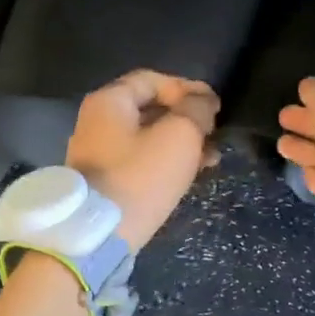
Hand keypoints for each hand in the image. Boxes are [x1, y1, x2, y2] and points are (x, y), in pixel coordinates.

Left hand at [68, 70, 220, 249]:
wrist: (99, 235)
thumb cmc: (140, 177)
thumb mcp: (179, 136)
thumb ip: (196, 110)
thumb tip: (203, 101)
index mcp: (110, 101)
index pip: (154, 80)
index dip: (188, 88)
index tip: (216, 106)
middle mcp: (98, 121)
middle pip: (150, 108)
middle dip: (187, 118)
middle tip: (215, 132)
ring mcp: (98, 152)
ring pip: (149, 136)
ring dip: (182, 142)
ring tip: (212, 158)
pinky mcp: (105, 180)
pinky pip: (141, 159)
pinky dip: (166, 160)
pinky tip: (191, 173)